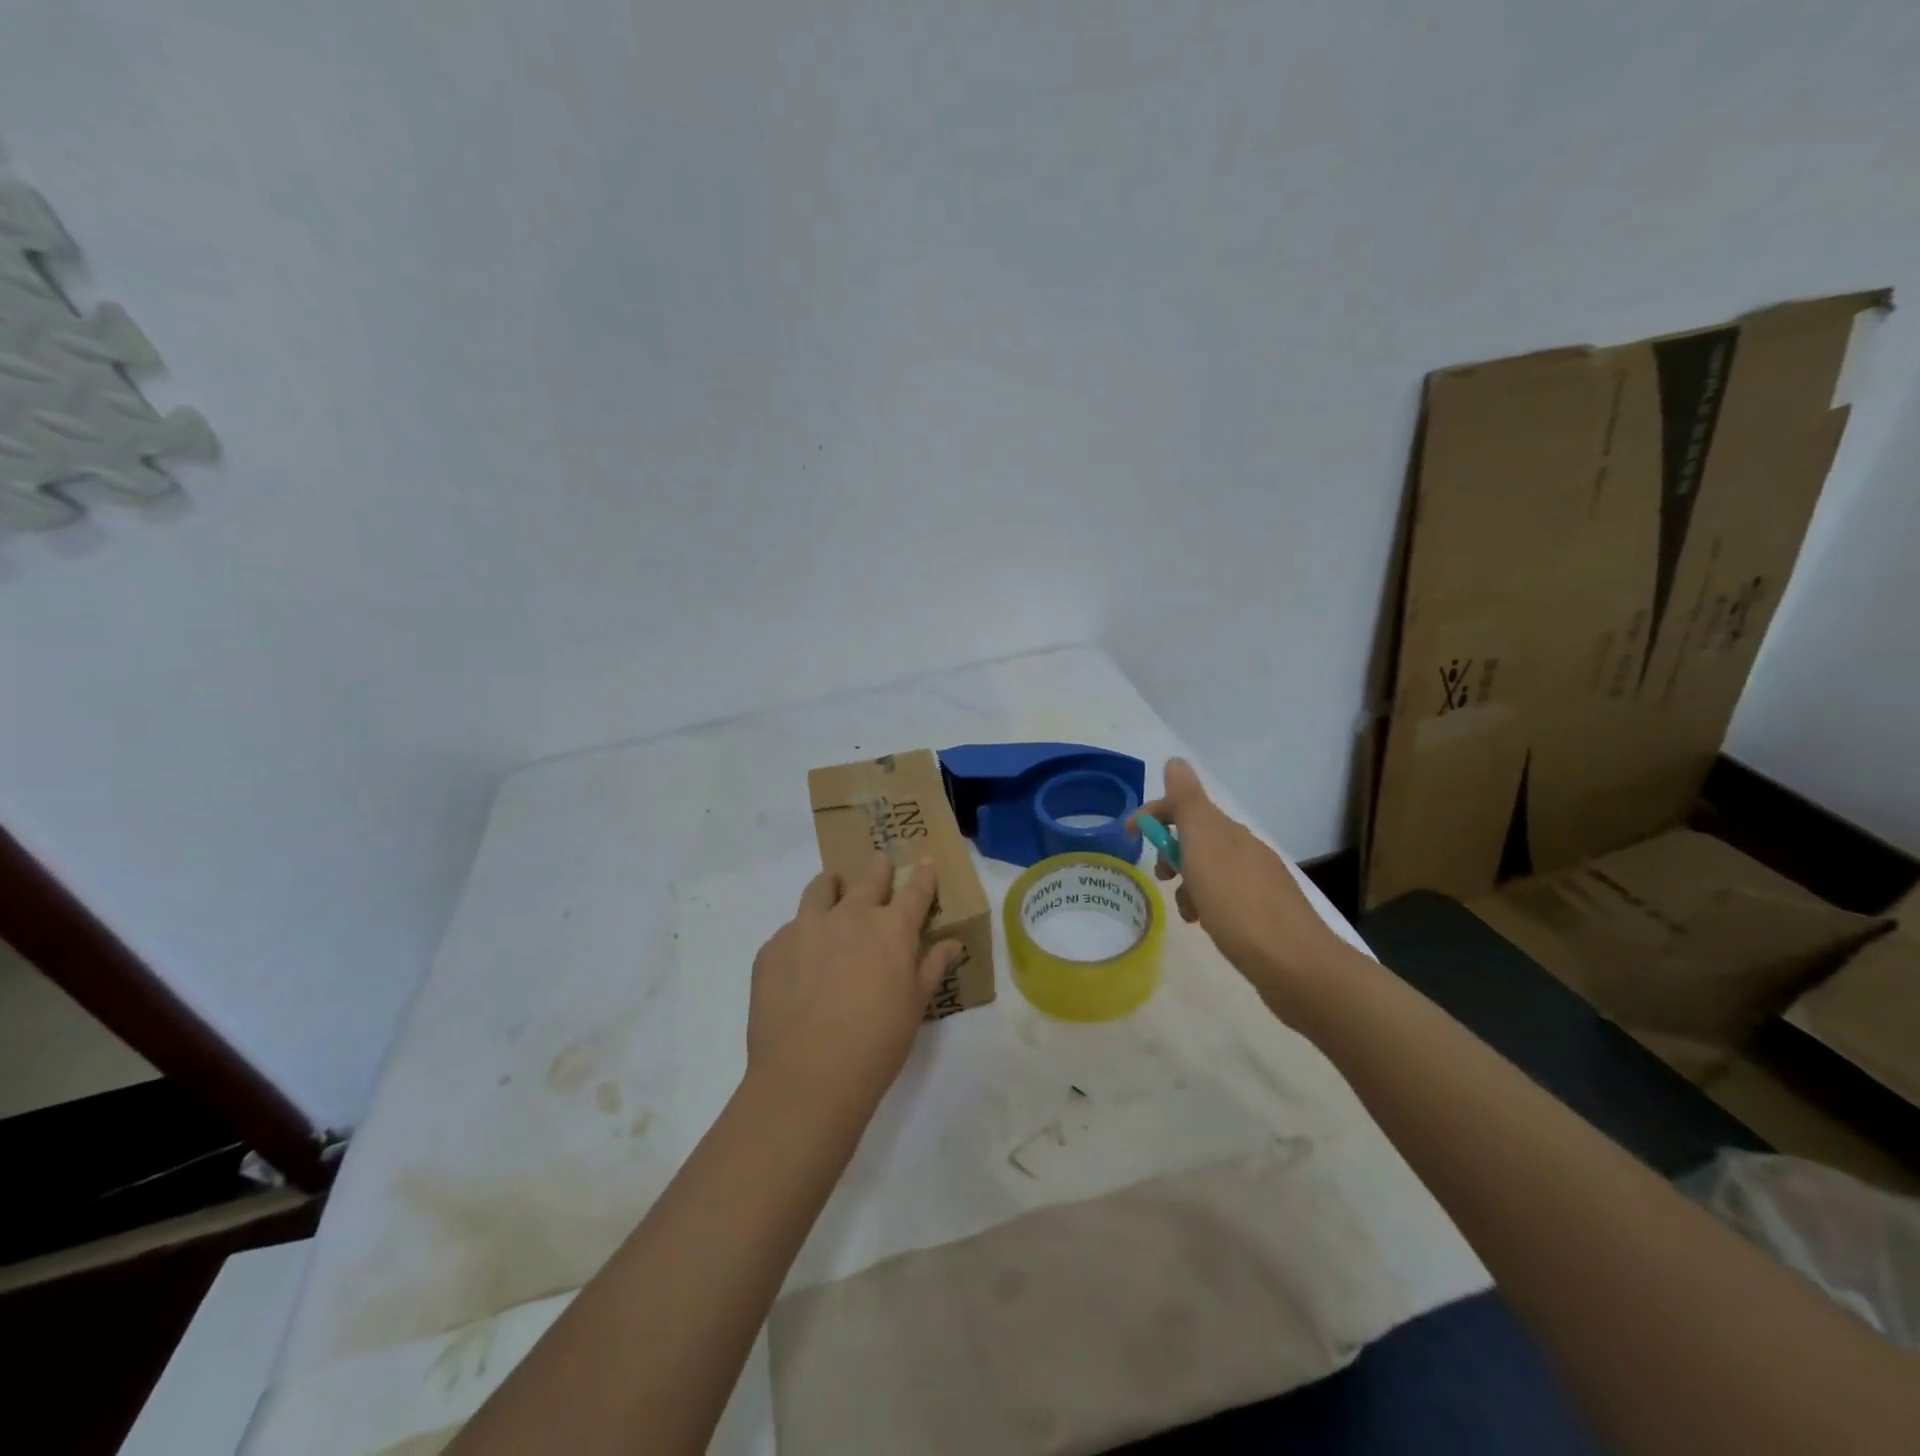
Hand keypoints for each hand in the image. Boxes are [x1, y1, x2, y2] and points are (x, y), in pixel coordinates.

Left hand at [746, 855, 960, 1115]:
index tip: (925, 863)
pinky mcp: (773, 947)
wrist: (808, 1076)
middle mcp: (850, 915)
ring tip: (833, 886)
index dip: (923, 876)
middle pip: (869, 880)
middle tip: (880, 861)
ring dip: (832, 885)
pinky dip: (801, 934)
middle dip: (879, 869)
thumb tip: (953, 943)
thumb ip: (932, 967)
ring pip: (821, 890)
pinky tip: (800, 959)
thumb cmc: (877, 1043)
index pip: (915, 891)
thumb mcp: (915, 1006)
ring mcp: (806, 927)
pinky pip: (790, 930)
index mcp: (891, 928)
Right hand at [1132, 758, 1348, 1002]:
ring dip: (1188, 884)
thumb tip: (1176, 761)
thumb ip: (1187, 802)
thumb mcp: (1204, 845)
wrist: (1295, 964)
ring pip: (1209, 870)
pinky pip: (1224, 897)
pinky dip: (1207, 905)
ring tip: (1187, 912)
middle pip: (1197, 838)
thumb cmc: (1237, 903)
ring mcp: (1258, 882)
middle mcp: (1245, 850)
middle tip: (1161, 877)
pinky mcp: (1265, 913)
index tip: (1128, 835)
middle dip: (1171, 852)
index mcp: (1228, 832)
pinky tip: (1208, 926)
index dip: (1154, 814)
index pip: (1184, 806)